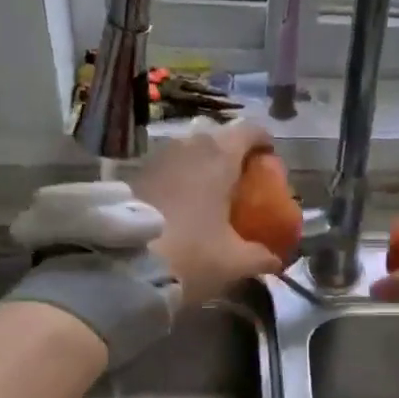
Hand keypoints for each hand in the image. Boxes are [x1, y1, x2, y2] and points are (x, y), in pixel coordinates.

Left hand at [136, 122, 285, 303]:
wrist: (123, 267)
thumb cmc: (191, 255)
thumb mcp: (235, 262)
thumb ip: (261, 257)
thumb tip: (276, 259)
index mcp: (219, 156)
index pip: (251, 130)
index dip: (265, 144)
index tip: (271, 164)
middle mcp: (188, 145)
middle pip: (219, 139)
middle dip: (234, 158)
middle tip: (243, 186)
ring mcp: (158, 157)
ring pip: (190, 153)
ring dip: (204, 169)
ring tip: (212, 199)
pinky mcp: (135, 175)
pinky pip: (169, 169)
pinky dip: (182, 181)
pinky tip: (185, 209)